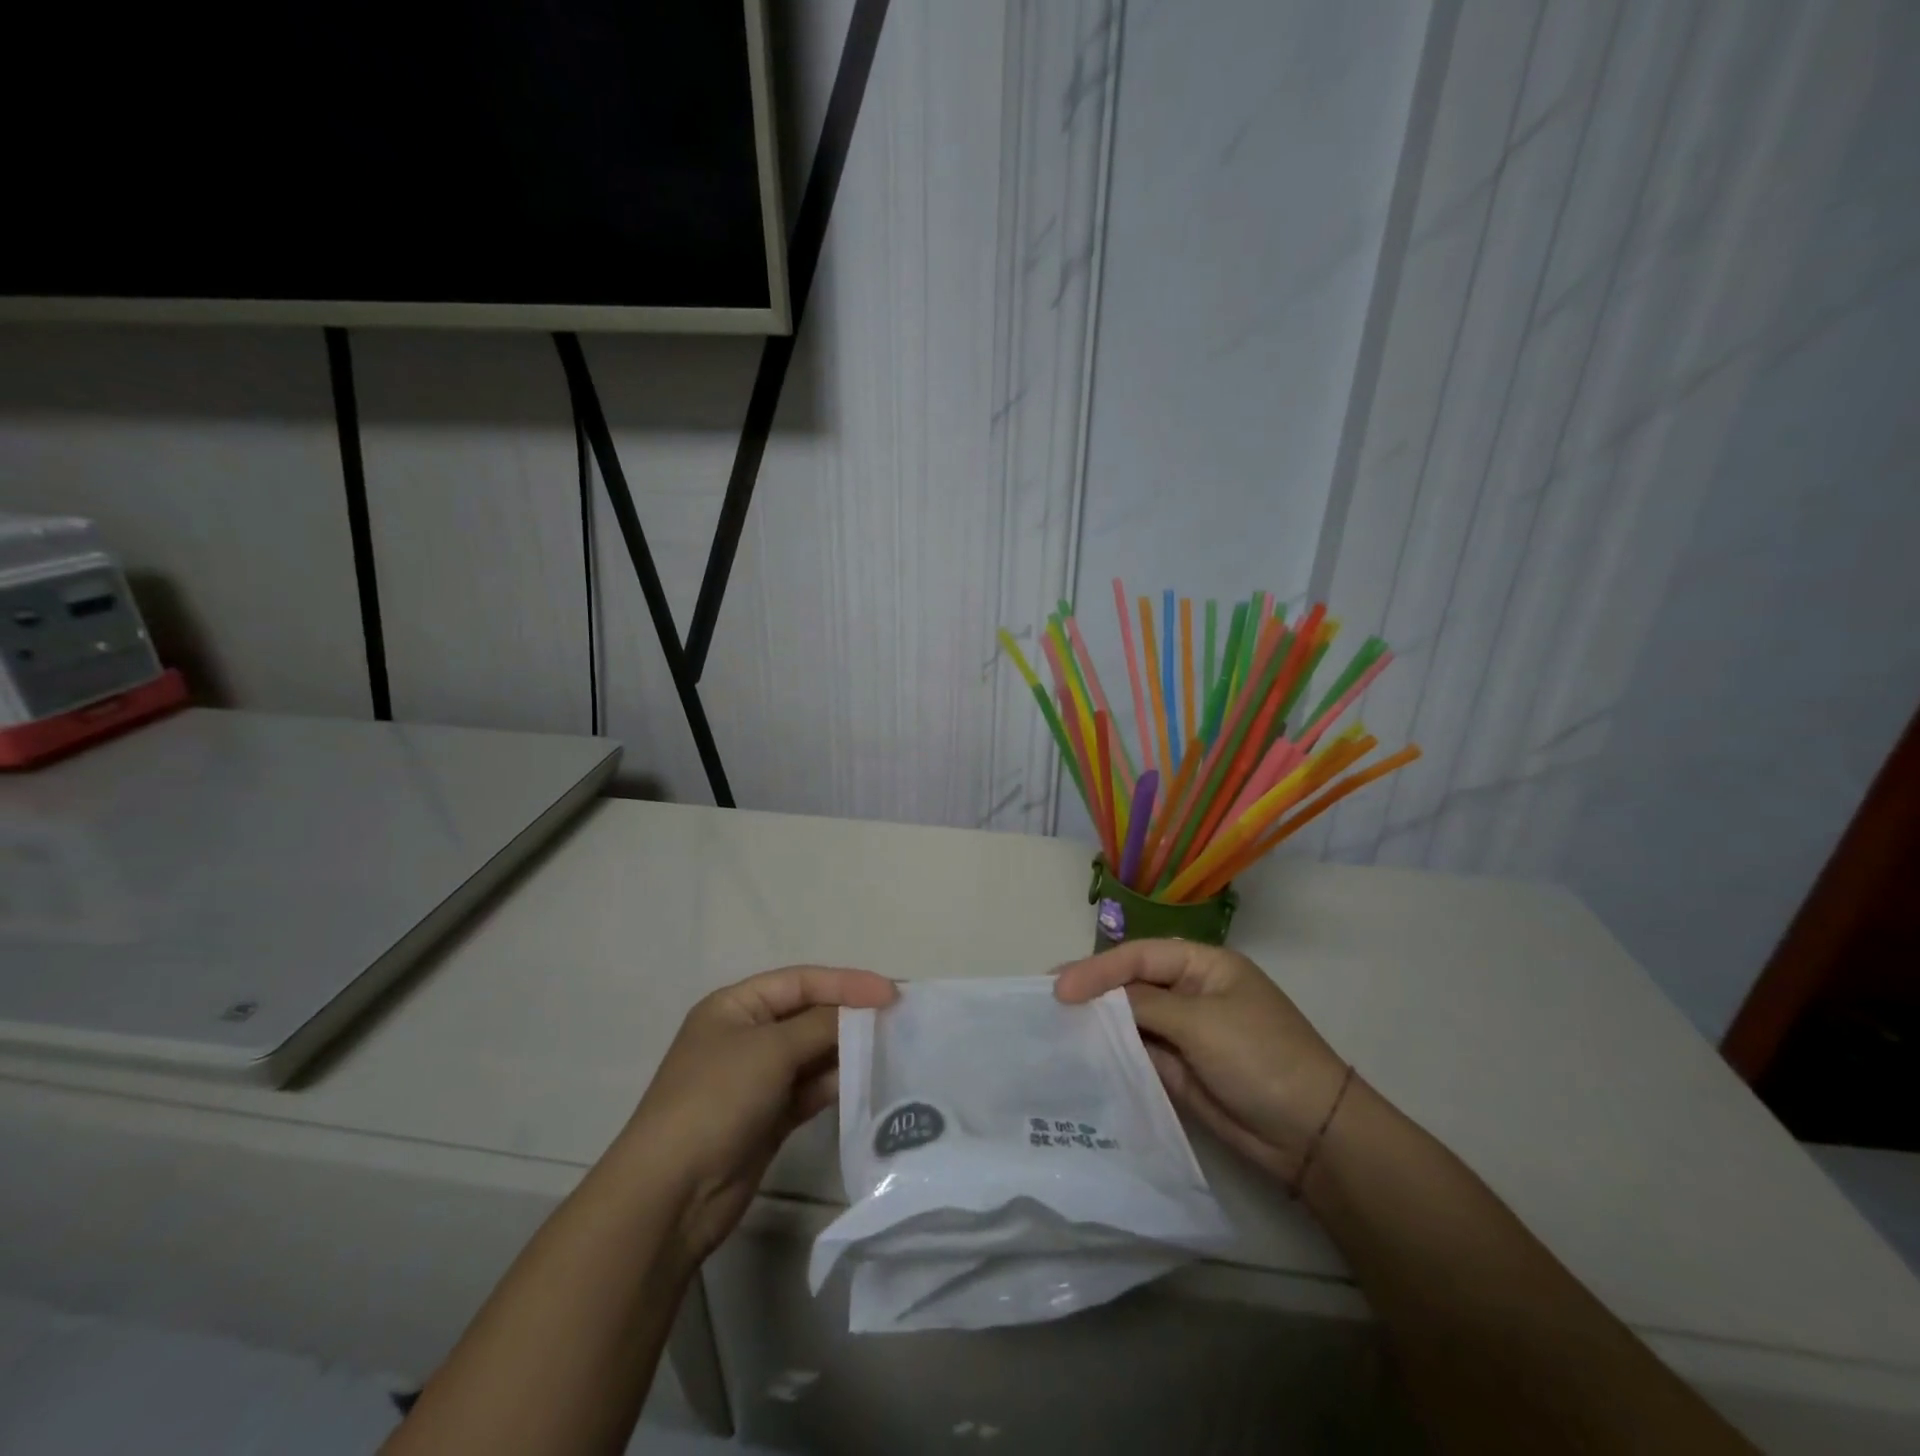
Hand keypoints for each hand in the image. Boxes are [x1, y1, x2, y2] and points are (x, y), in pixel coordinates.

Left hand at [614, 966, 896, 1267]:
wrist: (671, 1195)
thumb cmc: (716, 1100)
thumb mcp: (770, 1050)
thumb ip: (821, 1025)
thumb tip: (864, 1012)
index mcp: (735, 1006)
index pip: (801, 981)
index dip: (847, 983)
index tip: (891, 993)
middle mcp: (746, 1036)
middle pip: (808, 1015)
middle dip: (850, 1015)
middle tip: (899, 1019)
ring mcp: (757, 1079)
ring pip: (813, 1053)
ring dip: (848, 1050)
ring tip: (892, 1048)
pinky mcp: (769, 1117)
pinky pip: (811, 1089)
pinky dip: (836, 1084)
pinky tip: (867, 1082)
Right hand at [1055, 940, 1348, 1186]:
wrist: (1310, 1135)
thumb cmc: (1260, 1057)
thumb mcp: (1202, 1021)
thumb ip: (1145, 1004)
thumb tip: (1097, 999)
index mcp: (1204, 965)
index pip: (1139, 957)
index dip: (1098, 969)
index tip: (1060, 988)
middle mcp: (1190, 993)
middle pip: (1131, 984)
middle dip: (1092, 990)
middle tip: (1047, 1000)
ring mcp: (1184, 1033)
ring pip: (1131, 1020)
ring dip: (1099, 1023)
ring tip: (1054, 1026)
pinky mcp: (1179, 1069)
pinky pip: (1138, 1054)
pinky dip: (1113, 1053)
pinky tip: (1083, 1054)